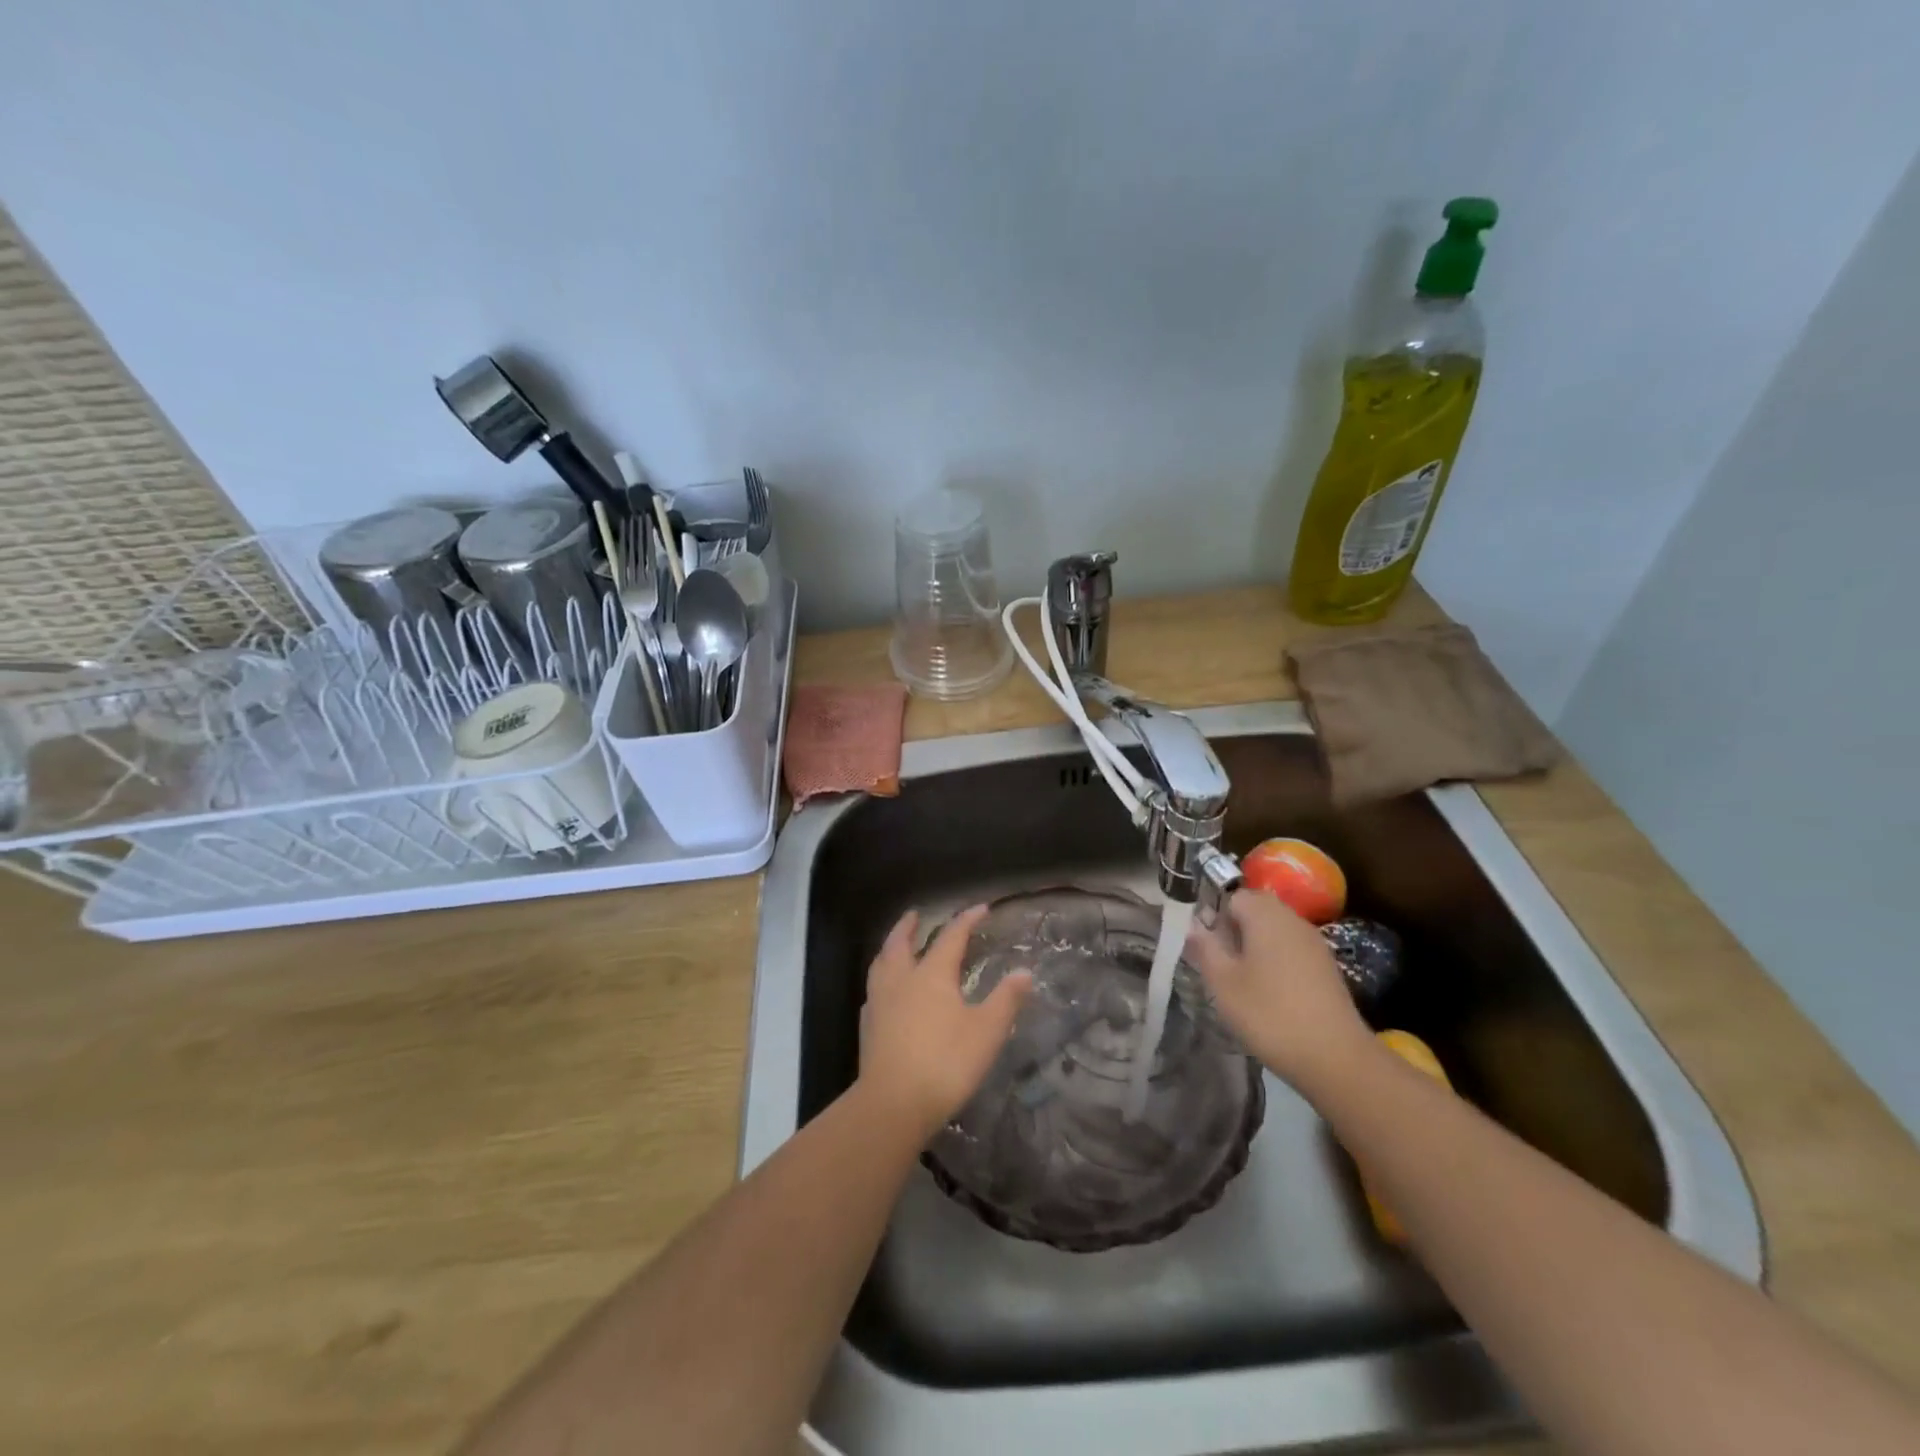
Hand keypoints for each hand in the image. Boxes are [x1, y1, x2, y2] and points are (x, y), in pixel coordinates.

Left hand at [859, 905, 1032, 1137]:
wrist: (894, 1103)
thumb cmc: (946, 1062)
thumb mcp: (987, 1031)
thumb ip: (1005, 1000)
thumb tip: (1024, 972)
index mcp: (932, 974)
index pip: (951, 937)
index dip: (966, 920)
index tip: (980, 908)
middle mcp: (902, 979)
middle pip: (901, 942)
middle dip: (909, 926)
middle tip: (914, 915)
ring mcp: (880, 1002)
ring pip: (881, 963)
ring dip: (889, 947)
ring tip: (894, 944)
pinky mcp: (868, 1026)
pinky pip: (873, 989)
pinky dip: (881, 977)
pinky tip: (885, 990)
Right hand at [1185, 889, 1372, 1095]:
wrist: (1336, 1058)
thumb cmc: (1269, 1014)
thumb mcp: (1222, 982)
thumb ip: (1204, 947)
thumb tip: (1192, 924)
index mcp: (1265, 915)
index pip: (1232, 895)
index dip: (1214, 916)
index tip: (1205, 947)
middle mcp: (1292, 919)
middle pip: (1255, 910)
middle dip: (1233, 931)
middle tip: (1220, 965)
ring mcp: (1313, 943)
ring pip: (1273, 931)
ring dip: (1254, 948)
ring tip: (1241, 982)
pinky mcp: (1326, 967)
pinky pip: (1291, 950)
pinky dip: (1275, 963)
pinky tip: (1269, 995)